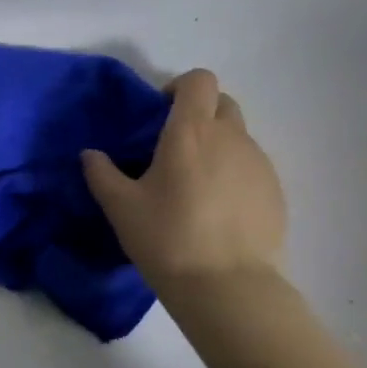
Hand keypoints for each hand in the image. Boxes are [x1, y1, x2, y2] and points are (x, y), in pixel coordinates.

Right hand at [82, 69, 286, 288]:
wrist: (227, 286)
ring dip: (216, 146)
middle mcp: (231, 137)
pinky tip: (216, 210)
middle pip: (222, 103)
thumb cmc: (167, 238)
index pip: (199, 80)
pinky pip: (251, 167)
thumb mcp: (120, 207)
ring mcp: (260, 163)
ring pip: (238, 136)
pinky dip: (233, 174)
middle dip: (198, 114)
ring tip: (194, 186)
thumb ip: (101, 173)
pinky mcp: (276, 191)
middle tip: (173, 149)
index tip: (160, 114)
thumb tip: (90, 154)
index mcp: (191, 132)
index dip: (180, 87)